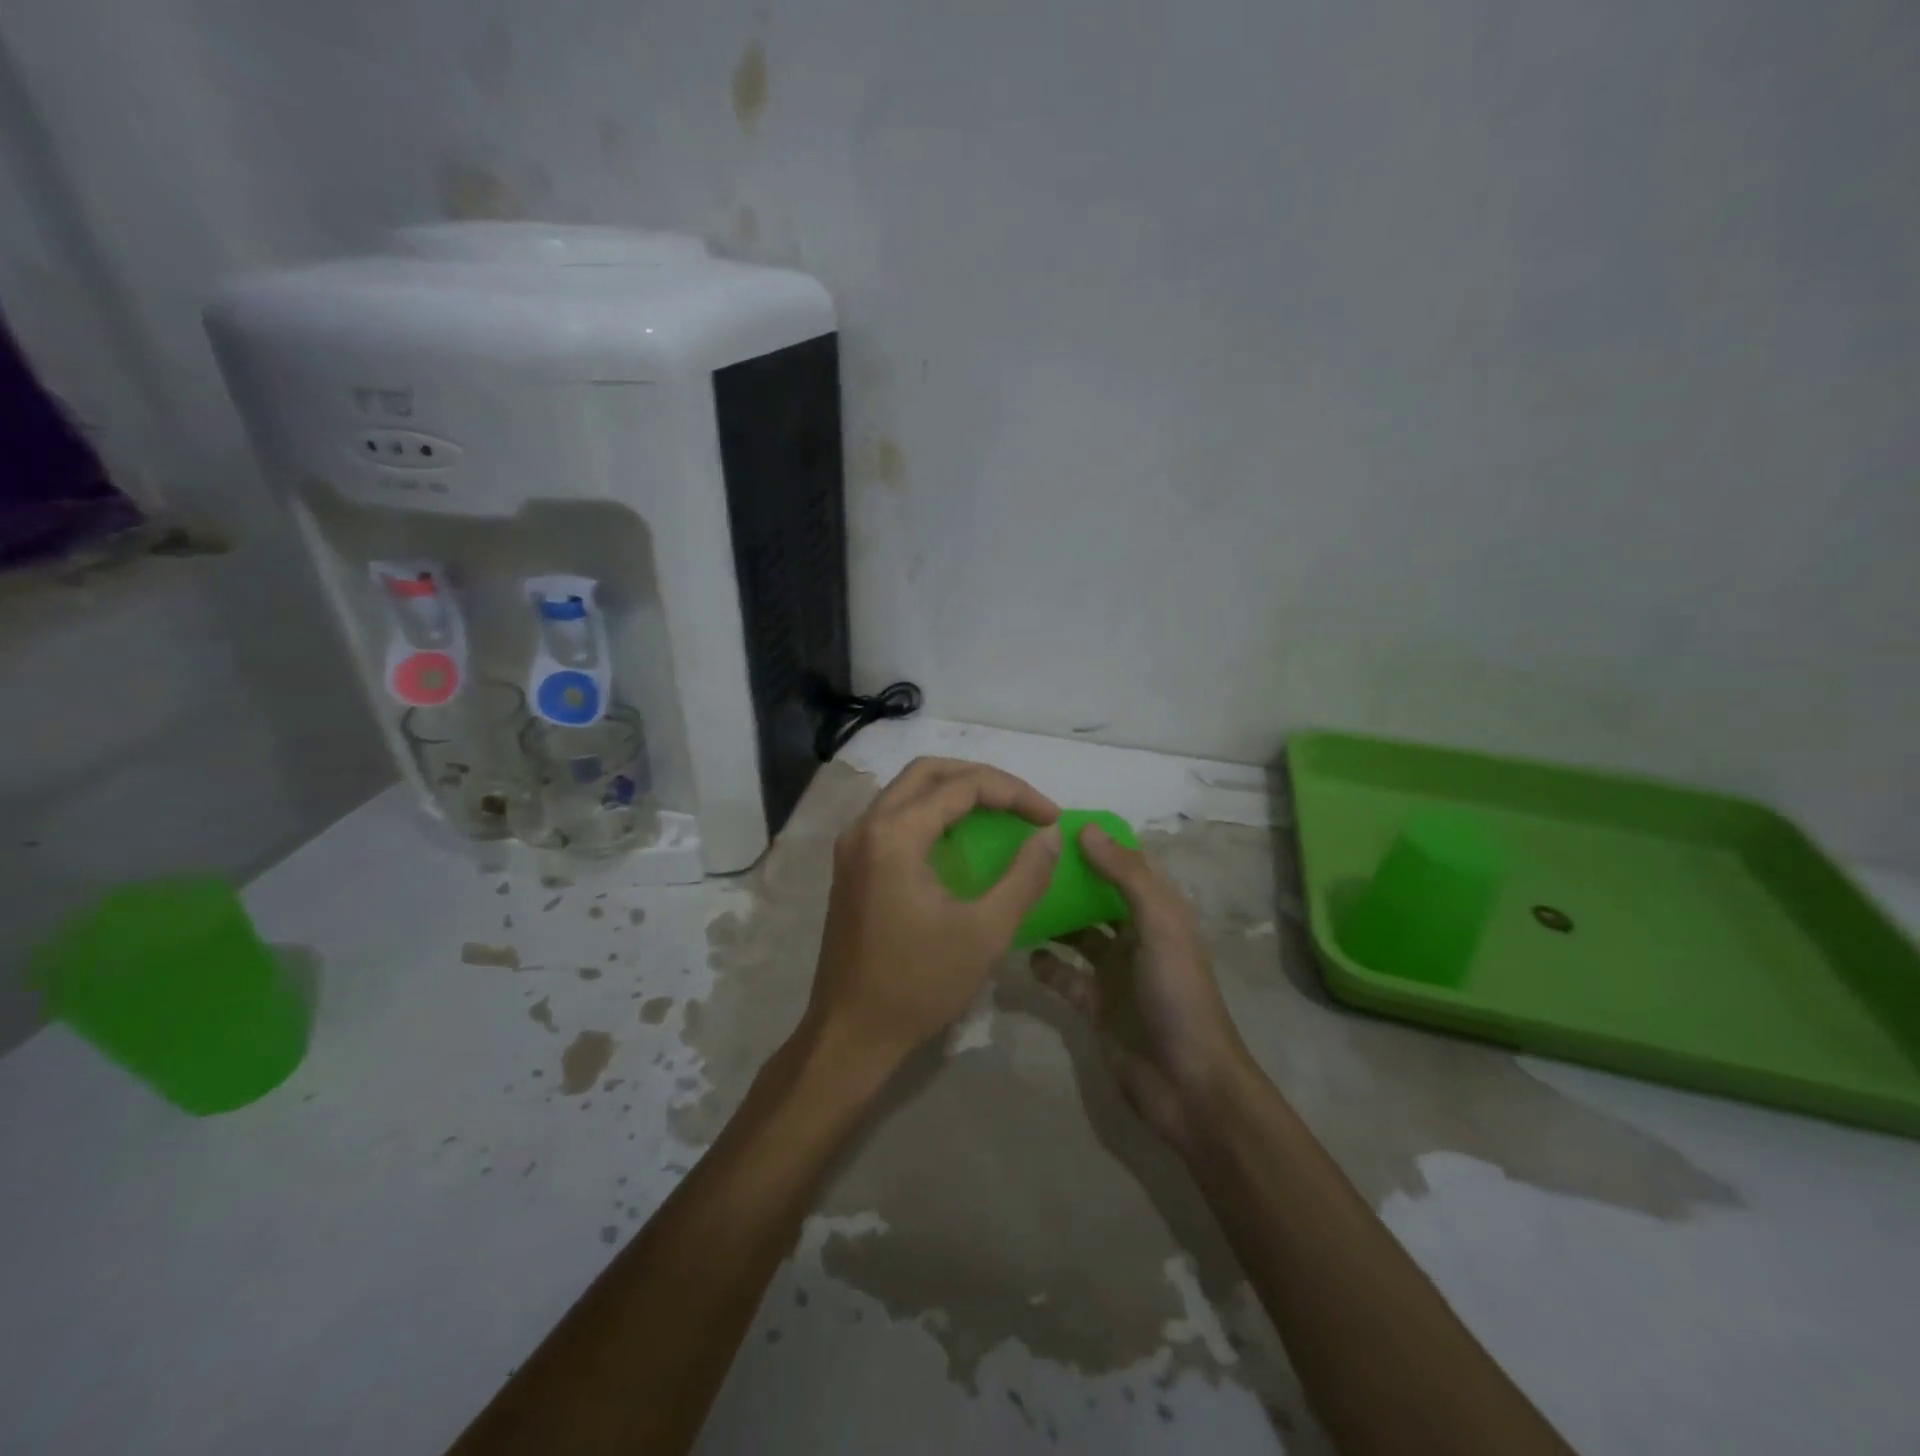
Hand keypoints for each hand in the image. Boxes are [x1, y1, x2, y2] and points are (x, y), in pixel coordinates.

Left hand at [807, 757, 1061, 1071]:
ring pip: (908, 790)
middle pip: (928, 772)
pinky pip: (895, 815)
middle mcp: (866, 826)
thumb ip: (1024, 876)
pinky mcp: (851, 864)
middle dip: (982, 779)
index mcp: (893, 835)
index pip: (961, 786)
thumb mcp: (985, 932)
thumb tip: (1050, 835)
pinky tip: (961, 837)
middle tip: (1024, 805)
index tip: (1050, 817)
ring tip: (1000, 812)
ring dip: (955, 790)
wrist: (850, 1033)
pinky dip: (932, 812)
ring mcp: (852, 845)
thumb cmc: (918, 984)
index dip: (1013, 793)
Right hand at [1034, 826, 1251, 1153]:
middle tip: (1024, 857)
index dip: (1098, 842)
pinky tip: (1024, 952)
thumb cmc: (1177, 994)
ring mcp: (1114, 971)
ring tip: (1016, 897)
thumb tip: (1085, 828)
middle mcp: (1136, 935)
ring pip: (1078, 934)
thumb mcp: (1159, 925)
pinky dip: (1046, 964)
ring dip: (1052, 918)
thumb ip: (1125, 876)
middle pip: (1097, 896)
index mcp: (1159, 912)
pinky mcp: (1095, 1004)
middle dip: (1068, 878)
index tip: (1055, 823)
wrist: (1187, 1084)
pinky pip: (1064, 976)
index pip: (1127, 864)